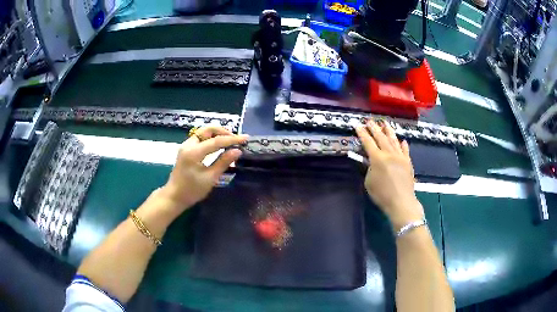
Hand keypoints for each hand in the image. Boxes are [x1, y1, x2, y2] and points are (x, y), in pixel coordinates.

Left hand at [160, 126, 247, 212]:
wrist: (174, 197)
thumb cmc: (192, 191)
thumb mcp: (210, 178)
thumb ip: (223, 162)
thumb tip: (238, 151)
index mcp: (193, 152)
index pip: (216, 141)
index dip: (232, 139)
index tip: (245, 138)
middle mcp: (188, 145)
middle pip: (208, 130)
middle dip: (223, 132)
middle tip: (236, 139)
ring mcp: (186, 146)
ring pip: (204, 132)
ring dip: (217, 134)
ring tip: (230, 142)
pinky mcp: (186, 149)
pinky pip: (201, 138)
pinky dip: (211, 138)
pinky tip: (219, 146)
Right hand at [355, 120, 423, 231]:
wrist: (401, 202)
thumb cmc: (382, 194)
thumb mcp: (369, 182)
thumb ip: (369, 168)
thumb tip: (371, 162)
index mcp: (377, 158)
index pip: (368, 142)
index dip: (362, 133)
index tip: (358, 126)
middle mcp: (389, 154)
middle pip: (381, 137)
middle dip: (374, 128)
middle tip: (370, 121)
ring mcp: (400, 157)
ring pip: (394, 140)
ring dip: (389, 131)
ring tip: (385, 123)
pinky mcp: (408, 162)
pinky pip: (405, 150)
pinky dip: (403, 145)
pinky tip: (402, 140)